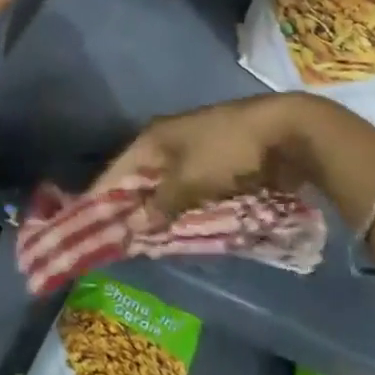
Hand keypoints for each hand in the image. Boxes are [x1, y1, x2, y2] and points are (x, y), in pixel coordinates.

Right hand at [96, 92, 374, 221]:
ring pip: (165, 186)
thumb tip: (132, 226)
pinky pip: (189, 189)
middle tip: (119, 242)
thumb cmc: (229, 151)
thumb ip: (161, 204)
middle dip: (131, 209)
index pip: (117, 171)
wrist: (286, 132)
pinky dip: (183, 207)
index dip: (102, 198)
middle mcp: (168, 141)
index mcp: (154, 138)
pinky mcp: (216, 162)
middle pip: (140, 179)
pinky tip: (180, 228)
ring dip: (159, 211)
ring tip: (147, 242)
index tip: (88, 227)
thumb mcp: (190, 180)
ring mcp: (193, 150)